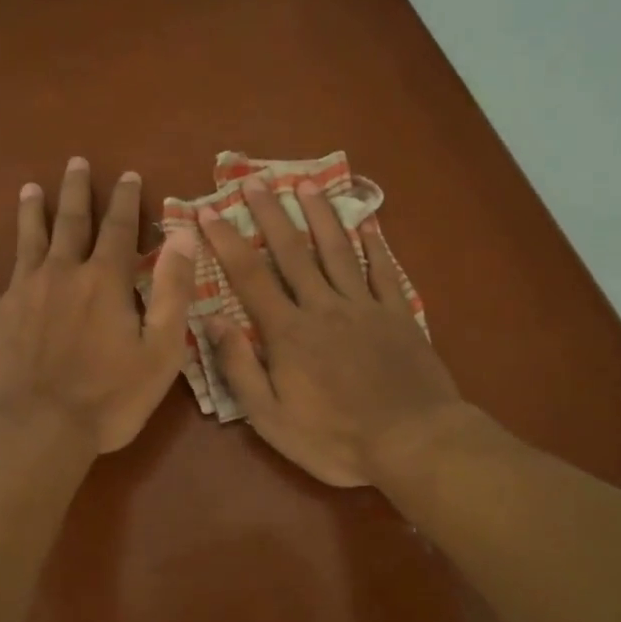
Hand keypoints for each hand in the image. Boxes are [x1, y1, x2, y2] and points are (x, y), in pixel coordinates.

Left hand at [0, 157, 197, 454]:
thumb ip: (173, 290)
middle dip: (76, 190)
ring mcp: (21, 292)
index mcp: (104, 281)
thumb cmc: (108, 398)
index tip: (128, 174)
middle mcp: (61, 273)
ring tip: (30, 188)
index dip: (126, 199)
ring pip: (26, 240)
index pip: (119, 228)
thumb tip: (183, 236)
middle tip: (75, 162)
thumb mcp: (161, 350)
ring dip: (31, 212)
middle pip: (71, 222)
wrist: (38, 431)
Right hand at [196, 177, 463, 486]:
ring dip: (319, 215)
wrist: (413, 442)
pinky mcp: (399, 314)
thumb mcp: (271, 418)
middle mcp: (323, 307)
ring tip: (305, 184)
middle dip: (270, 214)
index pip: (249, 277)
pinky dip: (374, 244)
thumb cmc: (336, 438)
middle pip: (292, 252)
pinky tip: (367, 221)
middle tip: (253, 179)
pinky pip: (383, 270)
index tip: (207, 213)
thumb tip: (213, 320)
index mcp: (288, 333)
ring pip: (337, 251)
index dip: (226, 242)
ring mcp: (364, 307)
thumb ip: (240, 368)